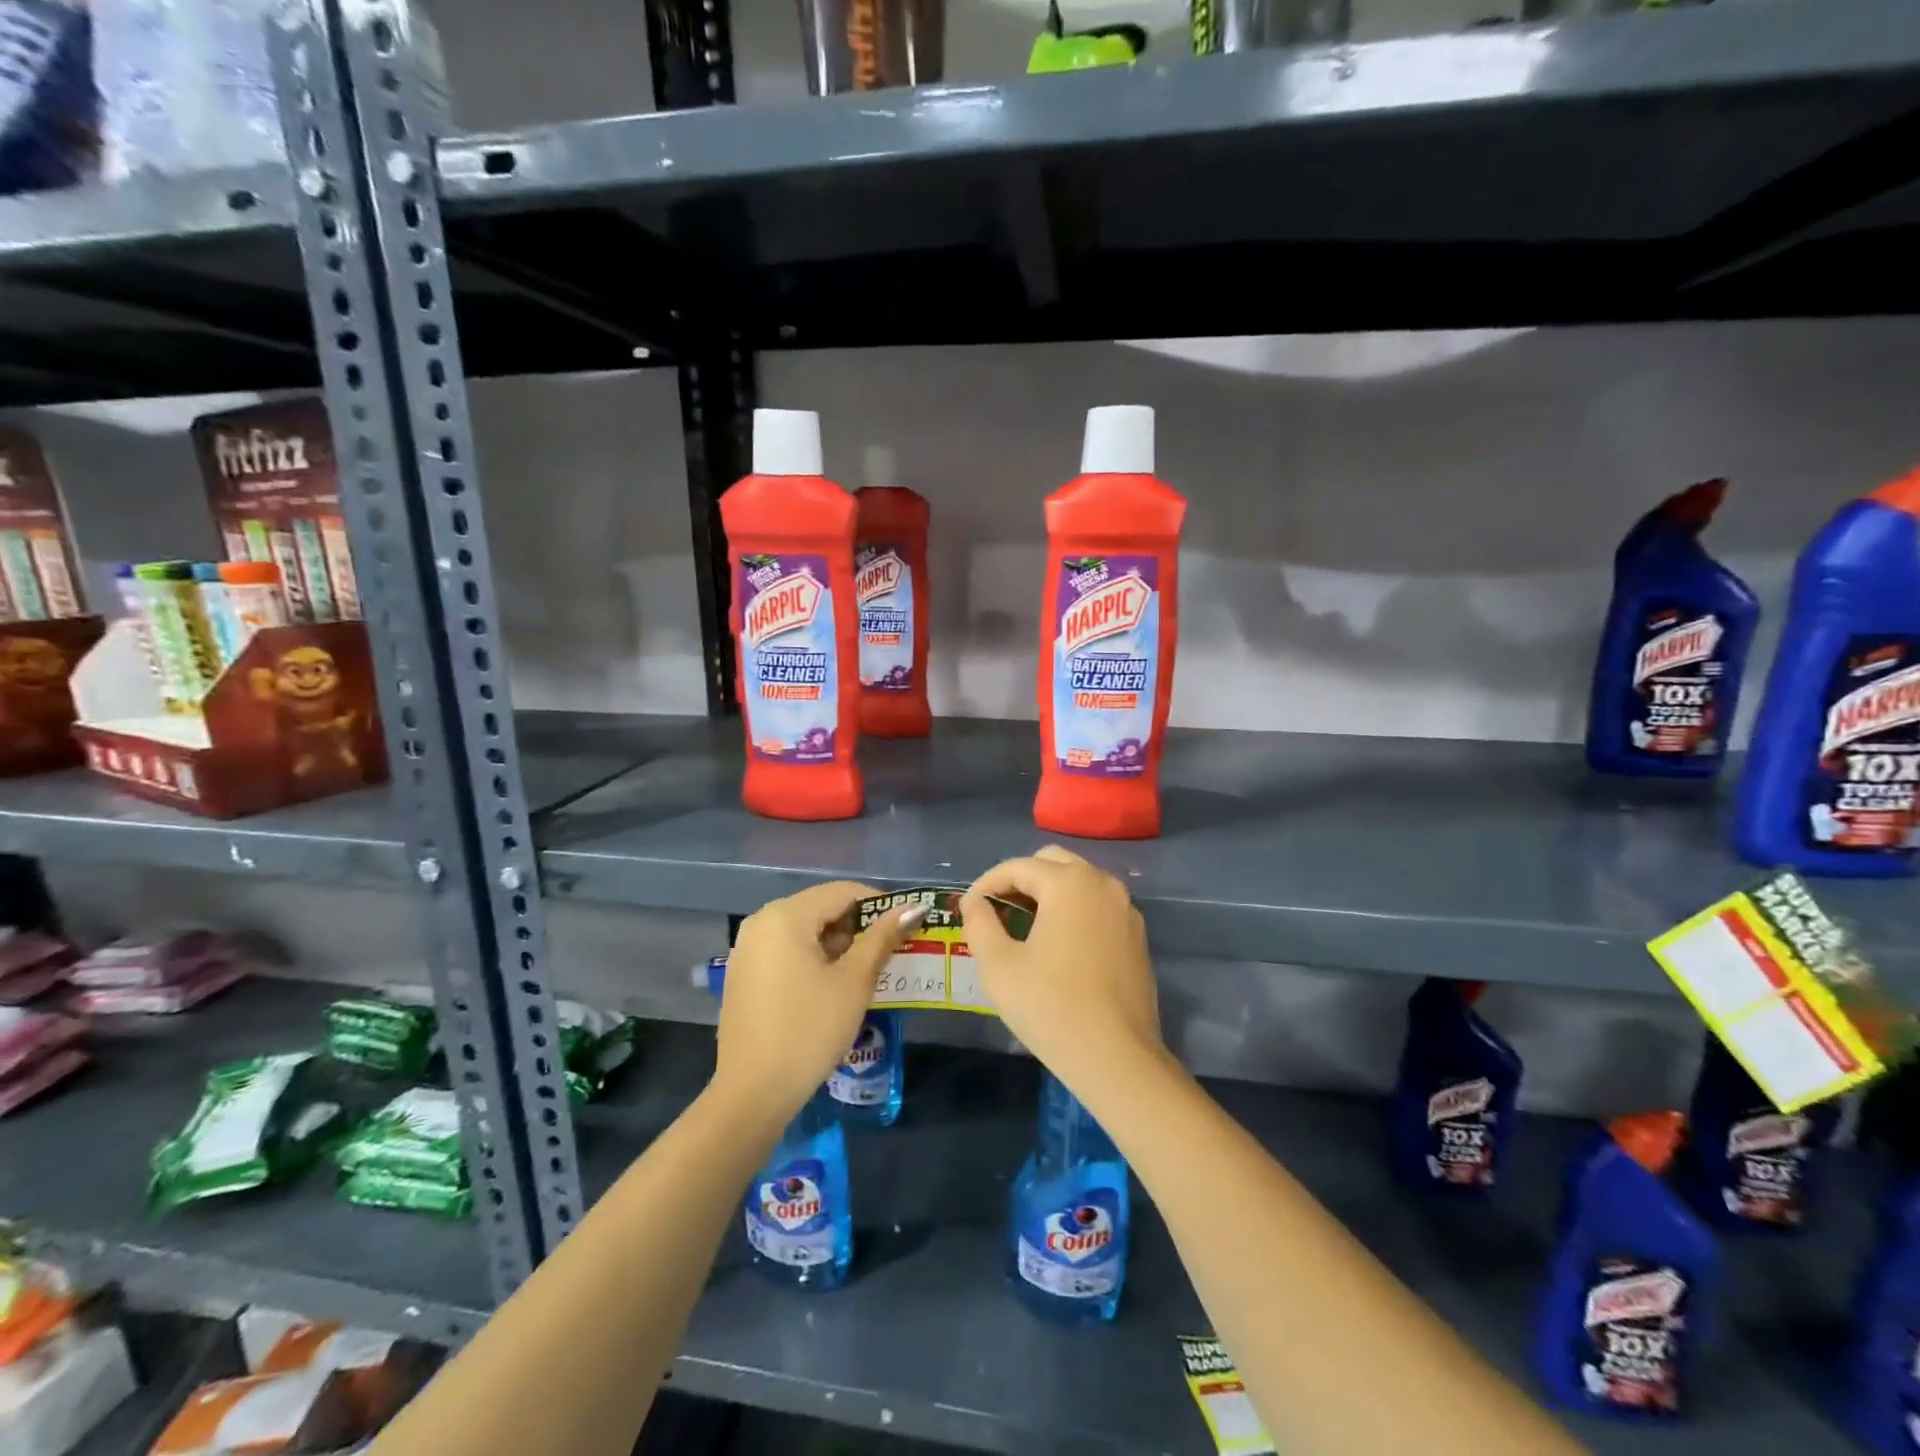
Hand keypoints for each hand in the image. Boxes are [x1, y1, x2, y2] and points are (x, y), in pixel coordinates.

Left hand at [713, 881, 925, 1122]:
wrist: (753, 1095)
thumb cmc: (809, 1030)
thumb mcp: (854, 982)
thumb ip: (882, 938)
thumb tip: (914, 908)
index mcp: (786, 916)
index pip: (842, 892)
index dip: (879, 905)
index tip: (905, 928)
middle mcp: (761, 922)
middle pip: (821, 908)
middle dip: (858, 926)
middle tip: (890, 953)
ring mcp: (747, 949)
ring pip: (804, 931)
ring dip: (838, 944)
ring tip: (867, 972)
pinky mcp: (743, 975)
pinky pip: (786, 951)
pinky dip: (813, 959)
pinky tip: (832, 987)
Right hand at [960, 846, 1163, 1093]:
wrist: (1118, 1058)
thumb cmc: (1050, 1007)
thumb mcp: (998, 965)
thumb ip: (980, 923)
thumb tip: (973, 901)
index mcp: (1069, 883)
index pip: (1017, 867)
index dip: (986, 883)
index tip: (967, 907)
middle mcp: (1102, 883)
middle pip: (1052, 863)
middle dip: (1020, 879)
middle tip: (997, 911)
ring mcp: (1126, 908)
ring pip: (1079, 882)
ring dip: (1048, 893)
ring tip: (1023, 926)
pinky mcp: (1137, 935)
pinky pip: (1098, 906)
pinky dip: (1073, 911)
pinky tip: (1058, 945)